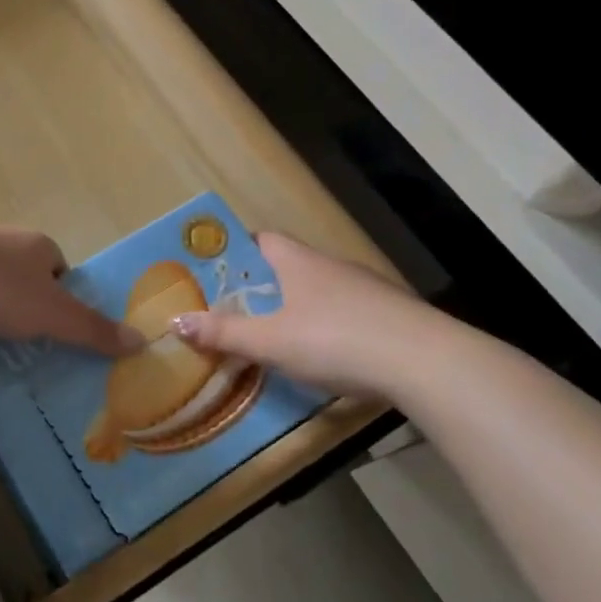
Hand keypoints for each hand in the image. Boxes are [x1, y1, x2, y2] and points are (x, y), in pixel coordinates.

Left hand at [0, 219, 139, 355]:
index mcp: (35, 245)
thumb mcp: (53, 313)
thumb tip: (142, 341)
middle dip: (35, 321)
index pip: (61, 272)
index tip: (70, 337)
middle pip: (28, 288)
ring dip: (2, 329)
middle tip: (46, 359)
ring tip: (11, 365)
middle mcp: (2, 249)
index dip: (68, 303)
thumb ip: (94, 329)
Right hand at [169, 232, 434, 397]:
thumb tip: (175, 322)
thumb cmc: (336, 340)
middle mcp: (331, 265)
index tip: (214, 272)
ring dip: (295, 306)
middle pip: (288, 265)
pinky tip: (324, 353)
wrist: (425, 361)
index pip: (261, 240)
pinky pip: (345, 312)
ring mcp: (365, 289)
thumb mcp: (272, 342)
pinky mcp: (389, 314)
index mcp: (299, 262)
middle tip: (233, 310)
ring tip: (273, 334)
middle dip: (261, 285)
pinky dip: (327, 325)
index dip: (236, 251)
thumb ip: (225, 334)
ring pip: (318, 290)